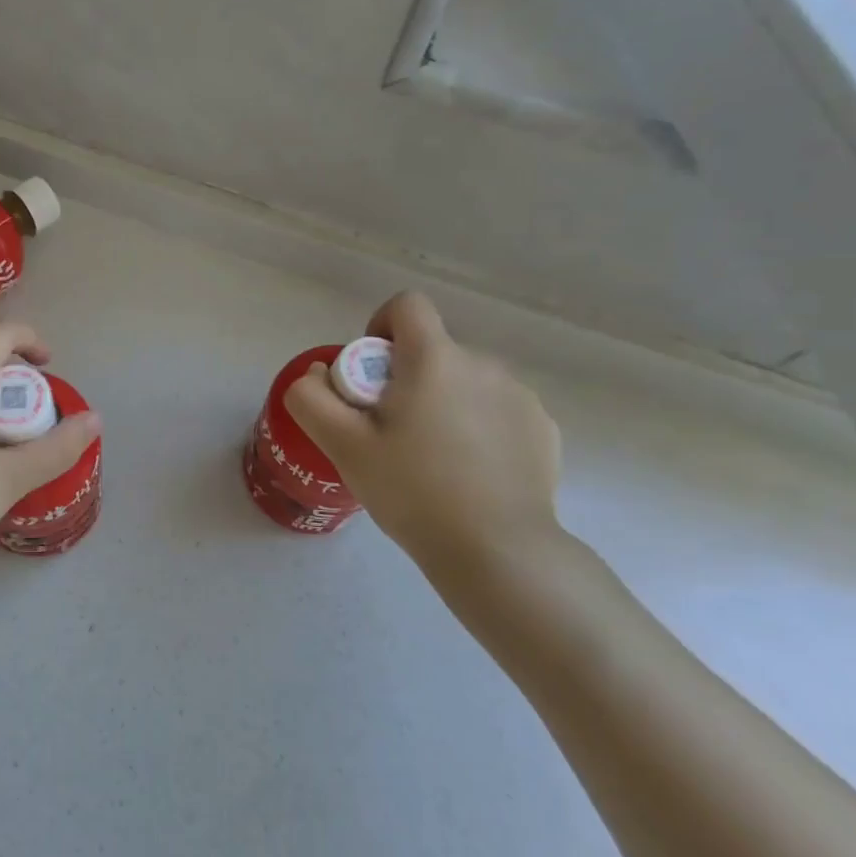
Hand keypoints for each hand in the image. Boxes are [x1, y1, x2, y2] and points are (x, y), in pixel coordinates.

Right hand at [284, 293, 563, 581]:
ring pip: (466, 382)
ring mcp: (521, 397)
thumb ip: (311, 398)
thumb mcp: (341, 445)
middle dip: (408, 379)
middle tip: (391, 434)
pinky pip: (498, 410)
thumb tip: (319, 373)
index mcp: (434, 359)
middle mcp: (484, 364)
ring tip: (432, 460)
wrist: (497, 550)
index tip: (370, 374)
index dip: (381, 327)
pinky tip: (470, 473)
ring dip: (444, 402)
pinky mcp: (544, 429)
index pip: (407, 305)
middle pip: (433, 351)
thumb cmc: (413, 490)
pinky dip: (479, 427)